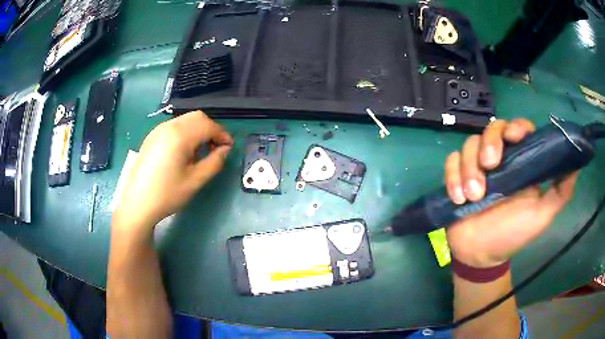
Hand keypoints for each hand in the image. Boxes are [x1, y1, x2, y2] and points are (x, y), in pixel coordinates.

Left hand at [113, 111, 232, 236]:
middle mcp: (169, 126)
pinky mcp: (152, 137)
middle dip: (211, 129)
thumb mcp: (195, 181)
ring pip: (185, 120)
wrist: (137, 203)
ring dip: (198, 130)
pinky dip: (186, 132)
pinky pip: (174, 126)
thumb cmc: (167, 194)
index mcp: (180, 136)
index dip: (222, 135)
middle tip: (216, 149)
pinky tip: (184, 151)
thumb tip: (225, 150)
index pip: (208, 125)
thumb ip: (214, 162)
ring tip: (200, 151)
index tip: (228, 148)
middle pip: (197, 117)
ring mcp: (158, 130)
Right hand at [444, 119, 577, 267]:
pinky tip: (458, 197)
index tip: (515, 137)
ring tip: (473, 197)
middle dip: (489, 142)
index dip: (516, 126)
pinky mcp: (457, 177)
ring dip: (469, 168)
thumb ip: (560, 191)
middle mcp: (499, 160)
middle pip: (491, 129)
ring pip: (468, 145)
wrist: (482, 255)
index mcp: (520, 163)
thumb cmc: (513, 235)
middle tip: (490, 166)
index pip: (518, 129)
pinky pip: (451, 162)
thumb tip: (576, 164)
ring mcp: (476, 167)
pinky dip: (452, 176)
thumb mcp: (542, 215)